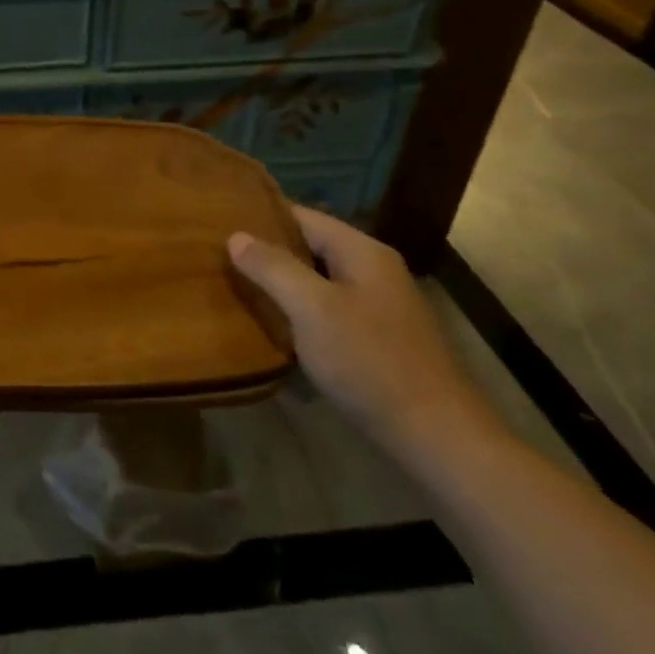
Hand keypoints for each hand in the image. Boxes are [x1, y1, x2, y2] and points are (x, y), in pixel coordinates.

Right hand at [228, 203, 504, 467]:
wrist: (436, 437)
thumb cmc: (371, 361)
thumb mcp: (313, 309)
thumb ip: (273, 267)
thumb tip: (236, 235)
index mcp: (362, 252)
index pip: (303, 216)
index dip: (262, 215)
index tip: (218, 220)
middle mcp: (372, 272)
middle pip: (310, 249)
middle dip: (266, 252)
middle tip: (217, 256)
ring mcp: (377, 309)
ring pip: (316, 284)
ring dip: (280, 286)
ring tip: (233, 288)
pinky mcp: (375, 342)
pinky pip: (326, 314)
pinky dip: (298, 315)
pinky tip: (270, 328)